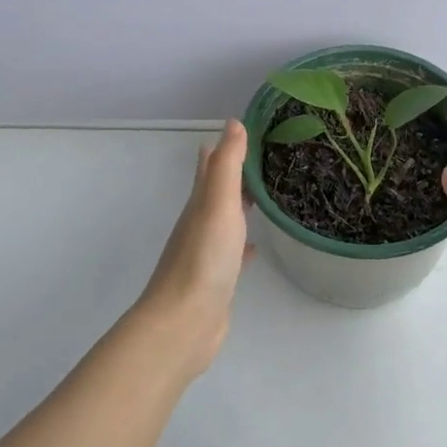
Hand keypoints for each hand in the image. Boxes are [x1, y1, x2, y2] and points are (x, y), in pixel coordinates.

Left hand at [136, 121, 252, 379]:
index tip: (243, 129)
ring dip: (240, 207)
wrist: (184, 323)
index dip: (223, 148)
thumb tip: (233, 123)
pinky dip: (244, 245)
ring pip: (225, 221)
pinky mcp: (217, 280)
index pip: (210, 167)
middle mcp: (200, 225)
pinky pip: (233, 253)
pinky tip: (255, 248)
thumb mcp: (218, 205)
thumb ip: (227, 165)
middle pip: (217, 192)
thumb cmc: (203, 259)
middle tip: (259, 156)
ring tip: (262, 195)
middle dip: (233, 174)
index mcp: (200, 205)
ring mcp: (207, 254)